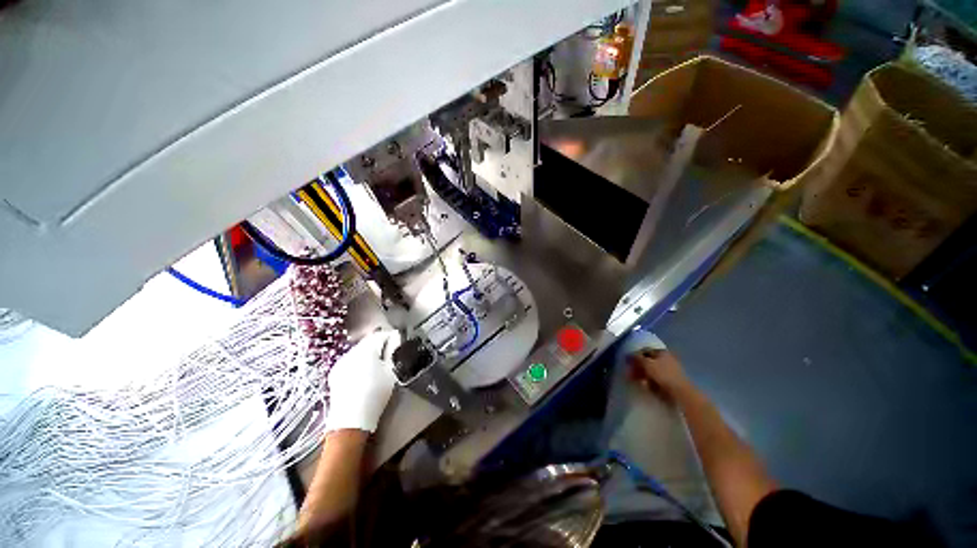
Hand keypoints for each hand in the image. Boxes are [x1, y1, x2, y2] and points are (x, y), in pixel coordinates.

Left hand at [325, 330, 400, 432]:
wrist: (351, 421)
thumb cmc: (376, 394)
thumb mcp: (391, 371)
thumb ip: (394, 350)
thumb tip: (396, 336)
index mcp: (366, 349)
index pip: (381, 334)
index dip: (392, 337)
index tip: (399, 346)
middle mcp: (350, 352)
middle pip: (368, 341)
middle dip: (380, 346)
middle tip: (391, 357)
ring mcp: (340, 363)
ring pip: (359, 351)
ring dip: (370, 354)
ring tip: (379, 367)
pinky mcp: (335, 374)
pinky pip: (351, 361)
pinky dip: (359, 363)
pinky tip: (364, 375)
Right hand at [627, 348, 692, 401]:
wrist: (681, 393)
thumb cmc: (663, 374)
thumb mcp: (647, 363)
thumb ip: (636, 358)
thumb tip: (628, 355)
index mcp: (661, 352)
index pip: (645, 351)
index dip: (635, 356)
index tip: (628, 362)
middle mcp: (666, 359)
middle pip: (648, 361)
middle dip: (638, 367)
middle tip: (630, 373)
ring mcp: (669, 371)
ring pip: (651, 371)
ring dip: (643, 375)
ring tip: (637, 381)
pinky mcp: (670, 381)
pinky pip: (656, 379)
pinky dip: (650, 382)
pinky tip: (646, 386)